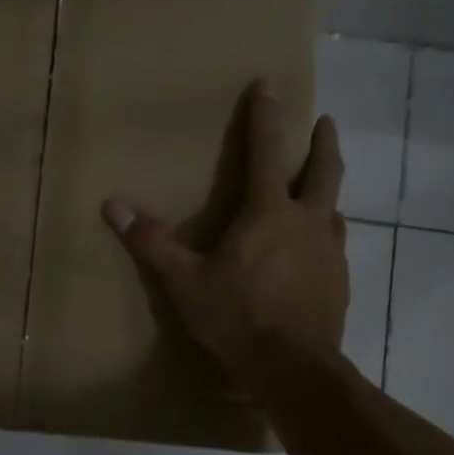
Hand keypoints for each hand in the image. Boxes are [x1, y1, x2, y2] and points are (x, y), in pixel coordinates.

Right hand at [102, 82, 347, 385]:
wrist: (294, 369)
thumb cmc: (237, 318)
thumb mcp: (185, 282)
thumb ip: (152, 242)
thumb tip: (113, 205)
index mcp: (269, 213)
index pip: (267, 151)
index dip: (267, 116)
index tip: (270, 85)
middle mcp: (307, 222)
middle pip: (324, 170)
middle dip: (323, 142)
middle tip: (325, 122)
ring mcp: (330, 252)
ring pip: (335, 208)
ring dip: (327, 191)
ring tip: (319, 189)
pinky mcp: (341, 281)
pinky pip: (335, 245)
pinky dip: (326, 233)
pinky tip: (316, 248)